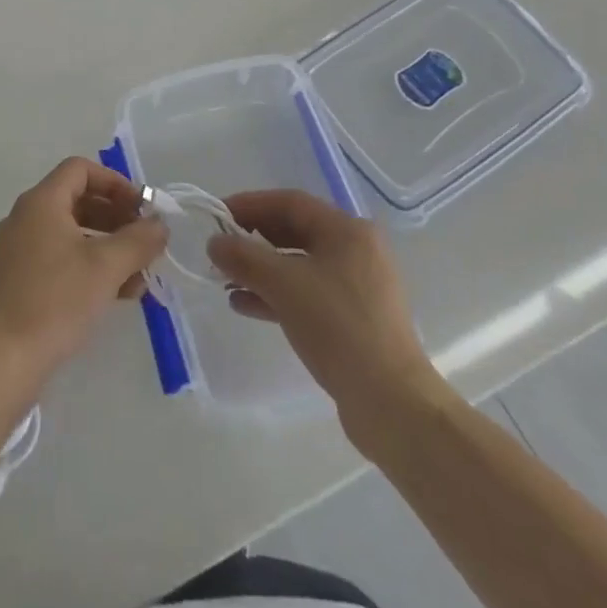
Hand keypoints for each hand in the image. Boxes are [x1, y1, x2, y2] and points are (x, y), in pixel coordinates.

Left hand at [0, 158, 166, 393]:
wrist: (1, 361)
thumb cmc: (55, 302)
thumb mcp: (106, 267)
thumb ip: (138, 240)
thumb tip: (159, 224)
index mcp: (41, 202)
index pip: (80, 169)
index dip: (115, 183)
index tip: (142, 209)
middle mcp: (25, 217)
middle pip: (77, 200)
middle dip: (116, 218)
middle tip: (146, 243)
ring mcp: (18, 249)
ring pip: (70, 233)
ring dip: (107, 247)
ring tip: (138, 277)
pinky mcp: (17, 280)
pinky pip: (58, 258)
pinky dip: (87, 267)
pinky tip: (114, 295)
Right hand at [207, 190, 440, 444]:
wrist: (391, 404)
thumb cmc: (338, 328)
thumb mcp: (283, 285)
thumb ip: (244, 257)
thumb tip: (215, 242)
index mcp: (348, 231)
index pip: (290, 203)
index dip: (249, 204)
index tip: (217, 214)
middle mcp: (357, 251)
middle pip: (295, 231)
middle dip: (253, 239)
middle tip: (219, 248)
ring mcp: (358, 287)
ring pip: (299, 265)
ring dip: (261, 270)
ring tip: (226, 281)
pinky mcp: (354, 319)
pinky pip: (308, 293)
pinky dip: (277, 294)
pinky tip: (245, 305)